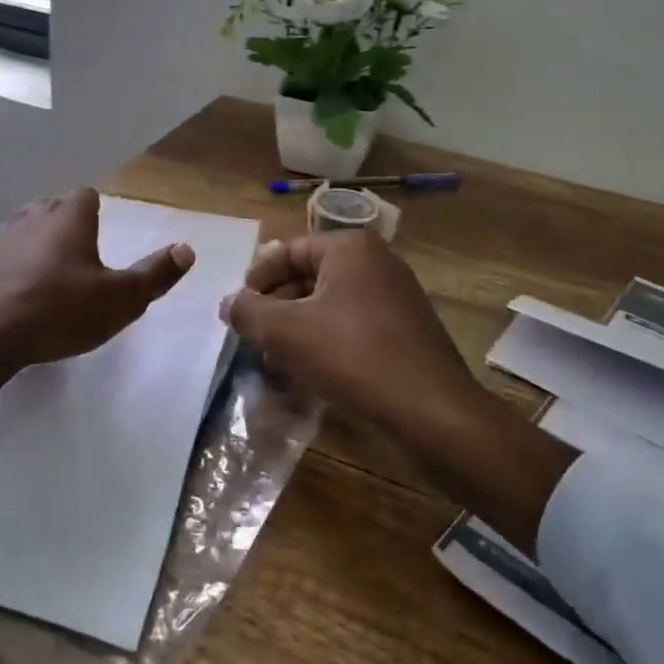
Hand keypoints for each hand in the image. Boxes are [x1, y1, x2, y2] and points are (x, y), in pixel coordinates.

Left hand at [0, 188, 193, 428]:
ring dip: (33, 246)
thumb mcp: (119, 299)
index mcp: (68, 216)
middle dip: (65, 226)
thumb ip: (154, 274)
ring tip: (44, 278)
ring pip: (22, 230)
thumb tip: (187, 248)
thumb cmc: (57, 310)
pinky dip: (6, 269)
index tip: (100, 236)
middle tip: (78, 260)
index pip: (86, 195)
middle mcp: (30, 215)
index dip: (95, 212)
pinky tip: (10, 295)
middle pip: (52, 209)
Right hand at [222, 229, 576, 552]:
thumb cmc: (353, 357)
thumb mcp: (286, 332)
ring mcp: (394, 298)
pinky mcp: (403, 333)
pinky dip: (324, 345)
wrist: (433, 414)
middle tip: (252, 340)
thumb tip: (229, 303)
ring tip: (274, 364)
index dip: (256, 279)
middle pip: (307, 277)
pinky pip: (351, 328)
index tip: (237, 311)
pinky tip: (307, 377)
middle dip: (275, 309)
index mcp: (350, 248)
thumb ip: (249, 312)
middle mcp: (375, 263)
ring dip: (296, 331)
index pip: (287, 251)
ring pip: (328, 306)